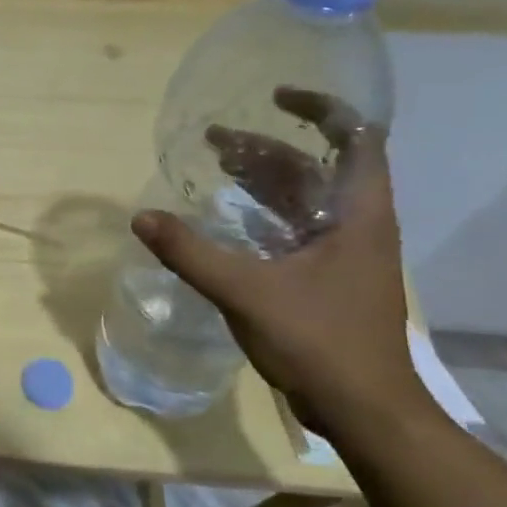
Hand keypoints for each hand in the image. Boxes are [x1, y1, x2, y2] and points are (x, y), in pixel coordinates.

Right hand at [132, 88, 430, 439]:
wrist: (364, 409)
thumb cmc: (319, 341)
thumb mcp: (247, 292)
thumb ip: (192, 253)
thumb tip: (141, 217)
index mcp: (358, 215)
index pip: (356, 139)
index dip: (321, 108)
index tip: (274, 97)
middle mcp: (356, 225)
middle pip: (316, 167)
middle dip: (267, 147)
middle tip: (214, 140)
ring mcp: (342, 254)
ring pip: (302, 199)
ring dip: (261, 180)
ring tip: (213, 169)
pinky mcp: (325, 279)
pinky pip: (291, 229)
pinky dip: (260, 215)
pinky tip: (224, 222)